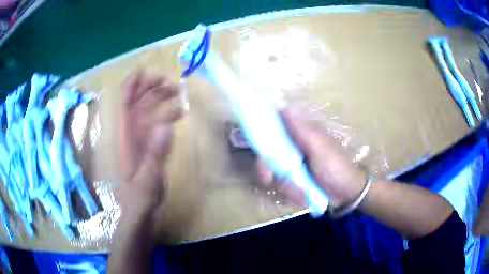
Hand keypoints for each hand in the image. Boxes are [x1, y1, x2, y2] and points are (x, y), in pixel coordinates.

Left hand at [118, 70, 182, 216]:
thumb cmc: (138, 199)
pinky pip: (155, 125)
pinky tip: (178, 113)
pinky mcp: (147, 147)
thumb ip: (155, 155)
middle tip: (171, 83)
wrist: (138, 213)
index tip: (146, 72)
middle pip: (137, 103)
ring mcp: (138, 140)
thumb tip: (166, 126)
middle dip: (150, 89)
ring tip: (178, 93)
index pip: (124, 104)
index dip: (132, 86)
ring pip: (147, 112)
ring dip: (160, 100)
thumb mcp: (147, 180)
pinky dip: (166, 116)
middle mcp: (130, 135)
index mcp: (124, 139)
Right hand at [257, 107, 365, 208]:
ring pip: (274, 172)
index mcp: (300, 133)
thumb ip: (303, 131)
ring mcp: (293, 164)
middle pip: (268, 153)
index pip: (273, 127)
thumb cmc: (337, 168)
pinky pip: (282, 184)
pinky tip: (302, 197)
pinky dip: (290, 192)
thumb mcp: (321, 149)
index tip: (258, 151)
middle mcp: (293, 146)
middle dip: (267, 169)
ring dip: (285, 186)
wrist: (347, 193)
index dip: (261, 136)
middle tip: (268, 179)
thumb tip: (285, 106)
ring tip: (301, 194)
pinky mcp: (294, 178)